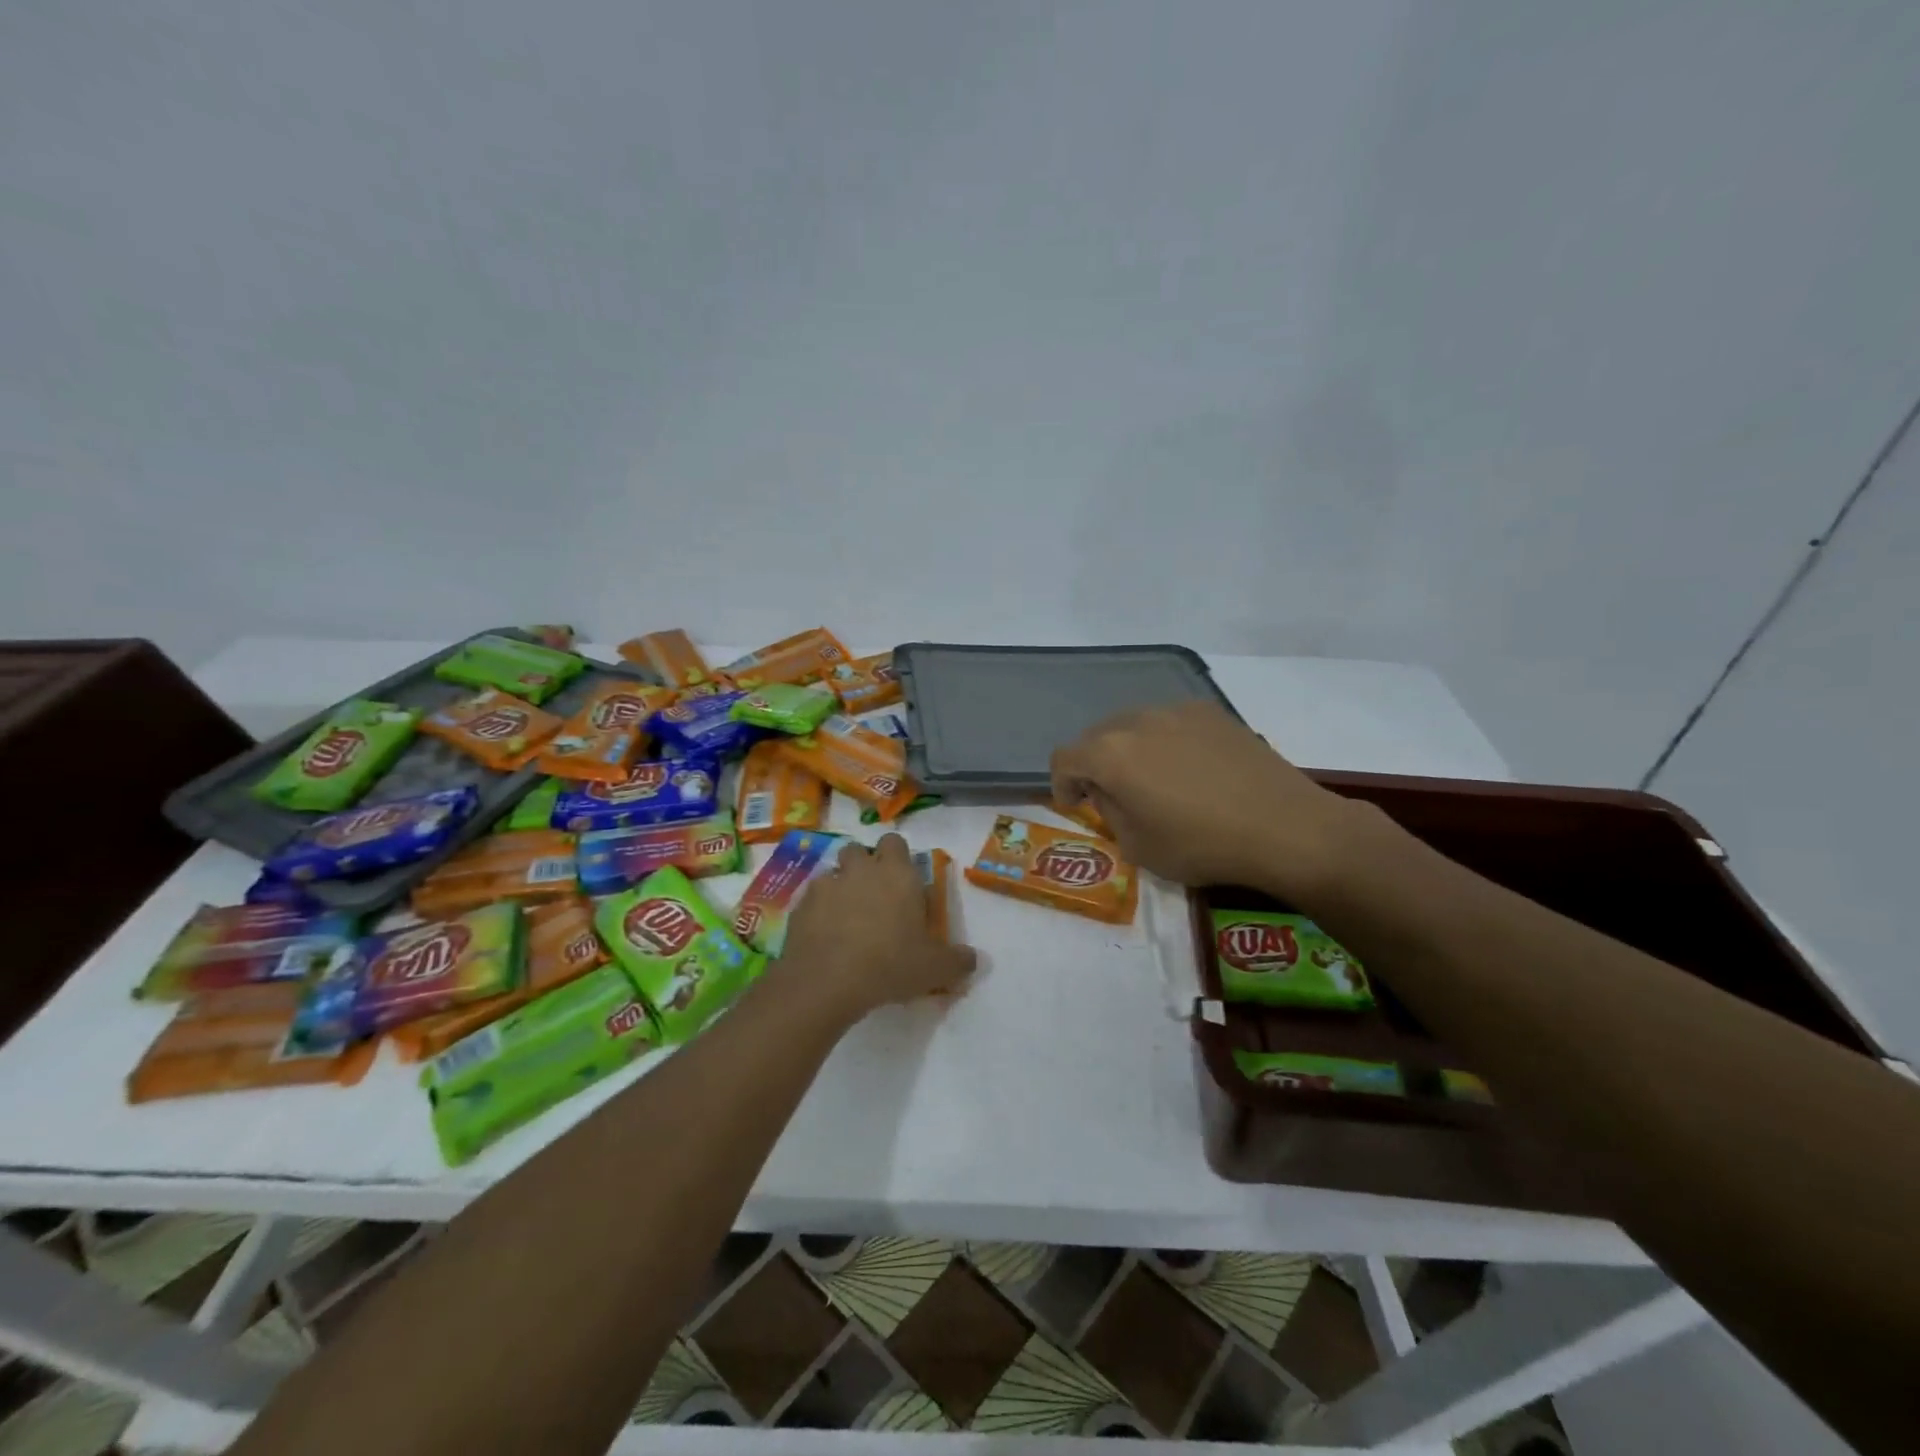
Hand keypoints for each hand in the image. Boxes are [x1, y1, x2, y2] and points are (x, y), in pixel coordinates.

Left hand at [779, 833, 976, 1020]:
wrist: (827, 981)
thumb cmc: (890, 964)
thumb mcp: (935, 968)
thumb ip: (958, 960)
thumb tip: (974, 959)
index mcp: (897, 873)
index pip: (896, 842)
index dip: (897, 857)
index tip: (902, 881)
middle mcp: (861, 869)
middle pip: (859, 851)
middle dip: (864, 866)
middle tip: (874, 898)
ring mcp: (827, 884)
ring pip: (833, 873)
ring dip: (840, 888)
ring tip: (846, 919)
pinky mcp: (800, 905)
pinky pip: (811, 899)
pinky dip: (818, 911)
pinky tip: (824, 937)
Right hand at [1051, 702, 1367, 899]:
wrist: (1286, 827)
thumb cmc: (1202, 845)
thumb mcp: (1138, 847)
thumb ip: (1109, 812)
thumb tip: (1108, 791)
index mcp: (1110, 754)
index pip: (1064, 759)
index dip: (1062, 784)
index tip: (1077, 806)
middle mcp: (1136, 720)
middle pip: (1096, 736)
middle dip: (1095, 765)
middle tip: (1113, 795)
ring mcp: (1176, 710)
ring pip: (1134, 725)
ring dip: (1129, 750)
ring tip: (1154, 780)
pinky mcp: (1211, 712)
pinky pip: (1170, 722)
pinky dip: (1165, 742)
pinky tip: (1191, 769)